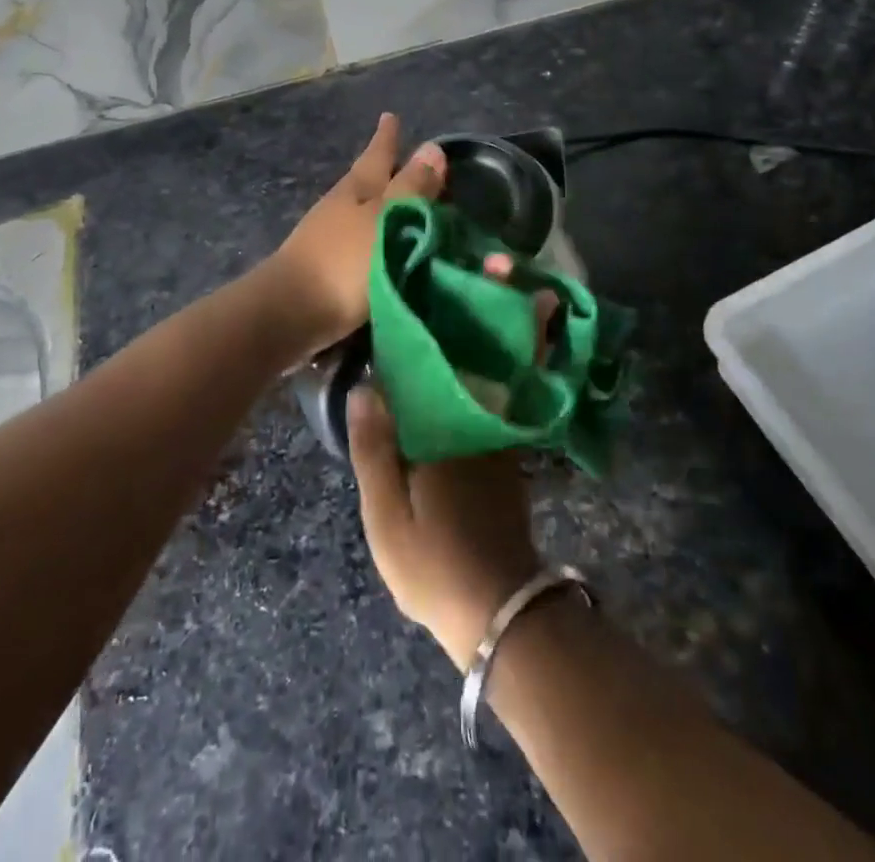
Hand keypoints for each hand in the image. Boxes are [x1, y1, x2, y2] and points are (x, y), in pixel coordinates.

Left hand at [267, 113, 445, 353]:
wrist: (289, 314)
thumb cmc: (344, 262)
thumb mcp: (387, 220)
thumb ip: (412, 189)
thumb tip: (433, 147)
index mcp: (356, 189)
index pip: (377, 155)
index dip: (387, 138)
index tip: (390, 115)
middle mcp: (339, 207)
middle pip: (365, 181)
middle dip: (385, 170)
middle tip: (405, 159)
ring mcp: (326, 238)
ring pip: (361, 211)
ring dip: (381, 206)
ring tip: (402, 206)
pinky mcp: (324, 269)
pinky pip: (358, 242)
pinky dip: (375, 237)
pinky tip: (385, 247)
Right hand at [346, 269, 558, 669]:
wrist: (497, 611)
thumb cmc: (434, 563)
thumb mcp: (387, 515)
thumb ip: (374, 450)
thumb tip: (365, 387)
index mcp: (447, 429)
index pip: (444, 358)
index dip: (450, 314)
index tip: (456, 272)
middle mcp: (481, 421)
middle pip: (486, 353)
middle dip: (496, 307)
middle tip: (493, 264)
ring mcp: (501, 437)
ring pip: (500, 371)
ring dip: (504, 330)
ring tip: (495, 292)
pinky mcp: (509, 454)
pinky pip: (505, 394)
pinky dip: (504, 366)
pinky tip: (486, 354)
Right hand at [347, 387, 541, 670]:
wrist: (501, 613)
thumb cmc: (433, 564)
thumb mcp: (386, 514)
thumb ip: (373, 449)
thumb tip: (364, 387)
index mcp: (442, 432)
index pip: (416, 380)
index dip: (394, 374)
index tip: (374, 374)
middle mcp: (474, 429)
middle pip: (442, 391)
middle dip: (416, 390)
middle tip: (387, 403)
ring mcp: (497, 449)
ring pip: (461, 410)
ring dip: (438, 408)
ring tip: (409, 420)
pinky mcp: (509, 470)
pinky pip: (478, 430)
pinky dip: (458, 430)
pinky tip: (440, 448)